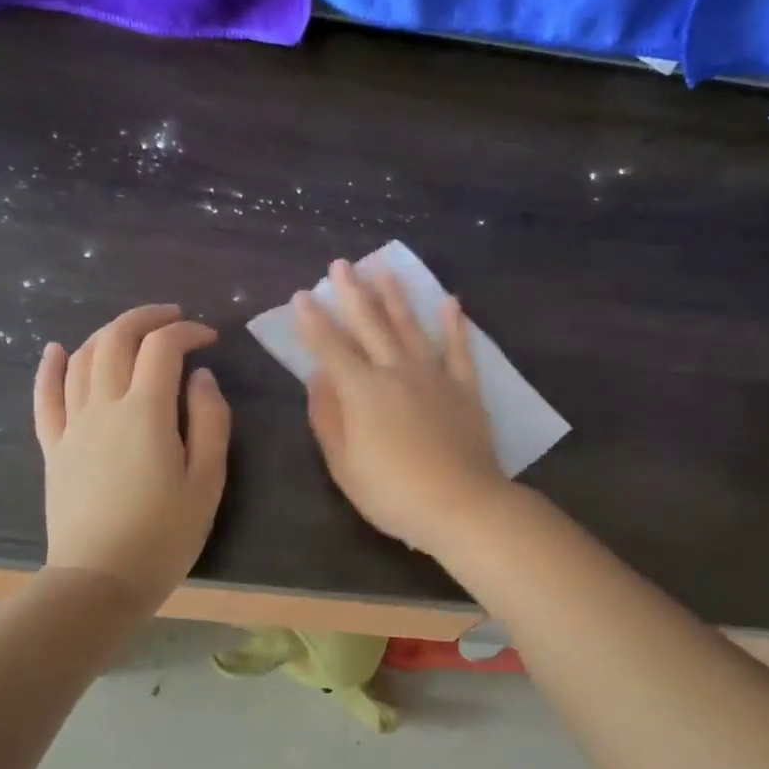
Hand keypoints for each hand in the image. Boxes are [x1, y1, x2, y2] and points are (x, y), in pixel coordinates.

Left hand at [33, 305, 229, 600]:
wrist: (101, 579)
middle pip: (115, 340)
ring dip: (108, 334)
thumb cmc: (165, 534)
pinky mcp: (53, 447)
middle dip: (145, 318)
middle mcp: (103, 406)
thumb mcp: (208, 480)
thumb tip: (202, 377)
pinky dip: (51, 367)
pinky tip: (57, 350)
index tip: (209, 338)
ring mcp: (72, 425)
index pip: (162, 348)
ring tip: (133, 333)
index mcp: (145, 413)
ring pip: (82, 359)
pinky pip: (45, 396)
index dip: (187, 332)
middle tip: (173, 318)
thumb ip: (210, 421)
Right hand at [296, 261, 509, 556]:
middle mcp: (396, 372)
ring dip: (396, 297)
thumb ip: (328, 418)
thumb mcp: (344, 465)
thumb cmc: (393, 493)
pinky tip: (451, 302)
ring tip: (385, 269)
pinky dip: (454, 325)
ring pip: (411, 327)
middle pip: (371, 325)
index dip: (314, 322)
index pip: (331, 348)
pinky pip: (460, 349)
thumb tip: (317, 377)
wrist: (461, 504)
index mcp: (362, 392)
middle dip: (353, 293)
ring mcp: (434, 377)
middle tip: (342, 264)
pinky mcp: (465, 388)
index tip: (303, 295)